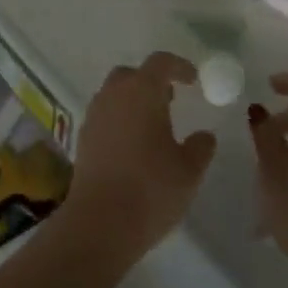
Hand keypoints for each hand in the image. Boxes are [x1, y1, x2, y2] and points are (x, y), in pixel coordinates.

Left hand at [65, 52, 218, 263]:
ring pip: (114, 95)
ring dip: (133, 102)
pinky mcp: (82, 140)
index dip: (179, 67)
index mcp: (142, 91)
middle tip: (170, 100)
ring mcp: (94, 116)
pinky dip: (119, 122)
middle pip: (132, 75)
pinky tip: (133, 148)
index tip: (193, 80)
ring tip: (152, 127)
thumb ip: (201, 147)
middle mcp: (114, 95)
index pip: (160, 62)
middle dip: (151, 82)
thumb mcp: (189, 170)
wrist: (99, 224)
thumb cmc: (150, 189)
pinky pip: (104, 117)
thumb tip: (204, 136)